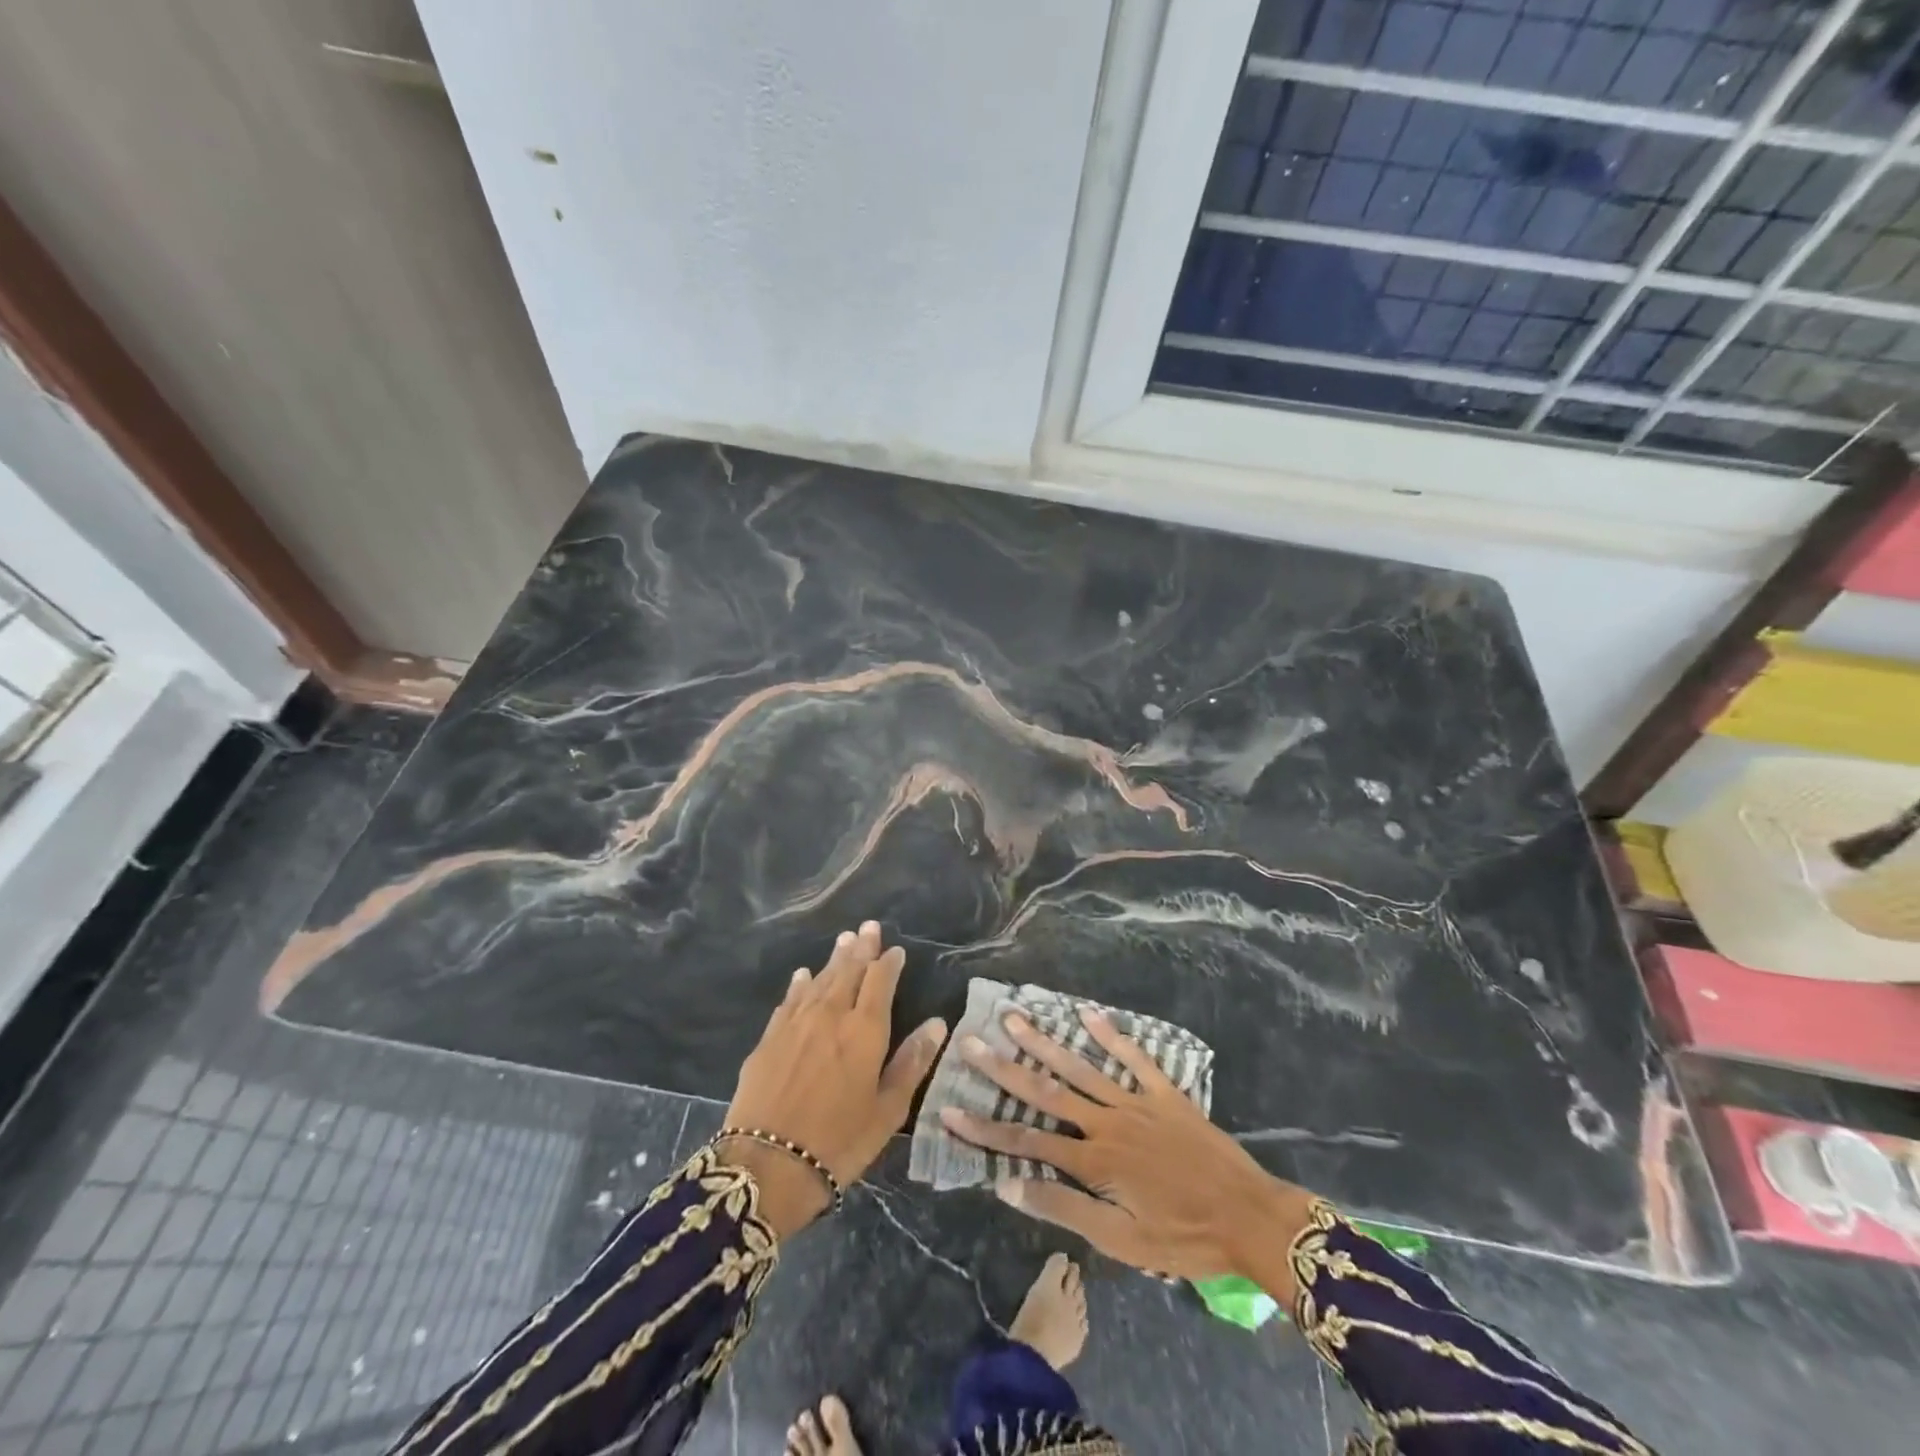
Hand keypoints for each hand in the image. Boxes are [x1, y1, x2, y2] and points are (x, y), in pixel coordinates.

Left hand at [719, 922, 947, 1237]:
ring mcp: (795, 1024)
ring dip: (833, 960)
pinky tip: (803, 976)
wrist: (766, 1166)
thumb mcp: (888, 1111)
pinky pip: (789, 1001)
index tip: (896, 950)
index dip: (889, 963)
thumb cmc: (839, 1143)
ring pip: (819, 980)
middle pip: (848, 971)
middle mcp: (830, 1015)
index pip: (880, 982)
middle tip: (868, 927)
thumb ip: (912, 1062)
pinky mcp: (768, 1039)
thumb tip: (937, 1023)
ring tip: (844, 940)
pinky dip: (799, 985)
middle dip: (861, 948)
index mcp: (865, 1030)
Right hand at [940, 1007, 1318, 1294]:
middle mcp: (1107, 1122)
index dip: (985, 1127)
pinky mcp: (1165, 1092)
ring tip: (1014, 1017)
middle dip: (1005, 1067)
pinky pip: (1134, 1056)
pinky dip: (1110, 1033)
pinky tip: (1086, 1010)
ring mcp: (1136, 1101)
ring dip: (1044, 1042)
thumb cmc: (1183, 1238)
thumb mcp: (1121, 1242)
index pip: (1026, 1142)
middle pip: (1046, 1092)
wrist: (1250, 1218)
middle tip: (971, 1040)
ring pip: (1081, 1066)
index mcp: (1094, 1161)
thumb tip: (1007, 1185)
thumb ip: (1064, 1209)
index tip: (949, 1107)